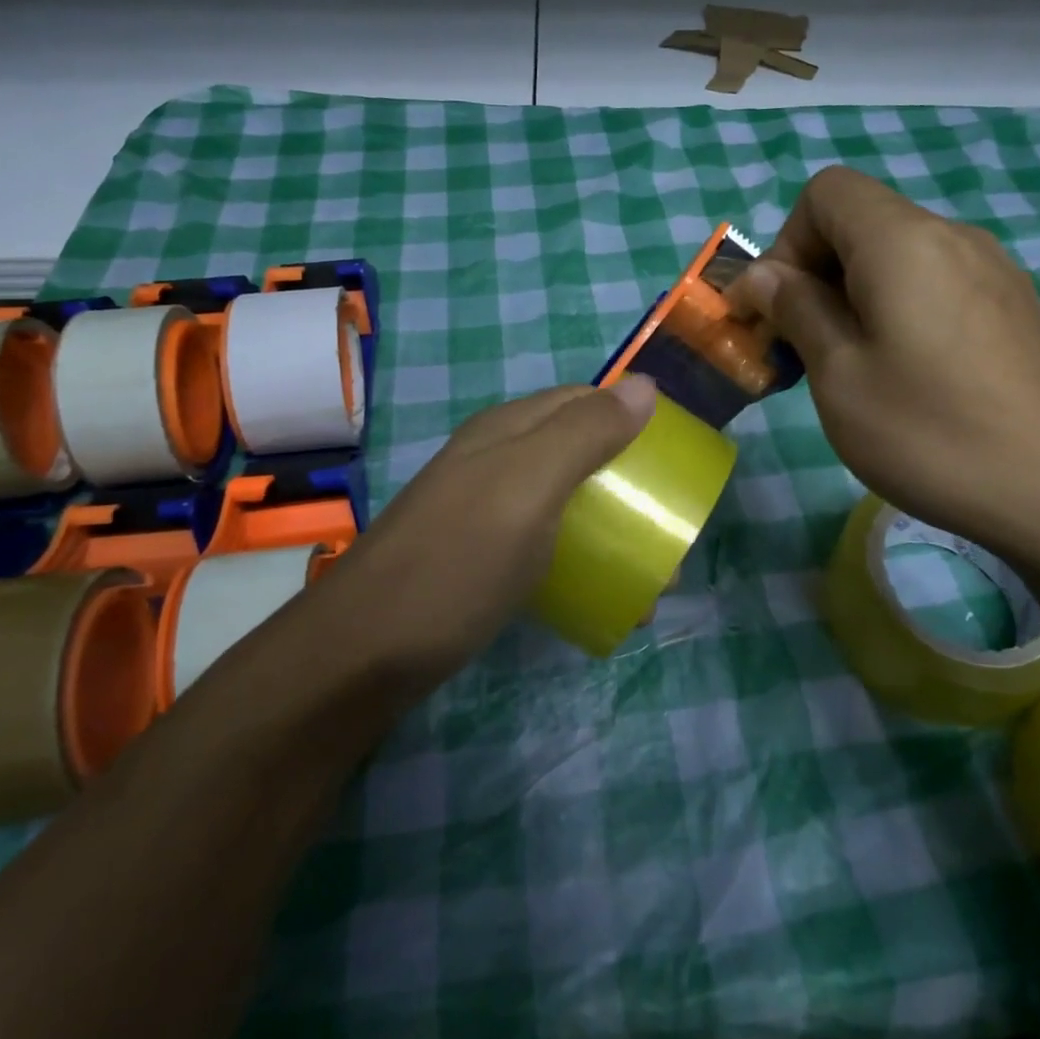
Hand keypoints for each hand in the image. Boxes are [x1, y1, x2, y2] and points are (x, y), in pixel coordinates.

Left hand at [304, 377, 656, 687]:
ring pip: (564, 505)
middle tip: (669, 539)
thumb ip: (584, 433)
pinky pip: (543, 547)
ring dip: (610, 532)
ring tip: (650, 585)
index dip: (633, 420)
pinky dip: (579, 564)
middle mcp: (494, 461)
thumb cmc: (457, 561)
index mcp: (508, 430)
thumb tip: (645, 385)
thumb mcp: (528, 486)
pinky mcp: (476, 559)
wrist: (363, 653)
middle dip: (629, 488)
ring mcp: (482, 512)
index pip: (585, 401)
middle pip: (578, 454)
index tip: (676, 465)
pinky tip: (596, 600)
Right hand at [728, 167, 1039, 562]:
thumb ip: (796, 309)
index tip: (778, 311)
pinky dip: (897, 310)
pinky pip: (936, 284)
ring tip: (849, 367)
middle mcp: (953, 237)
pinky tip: (906, 375)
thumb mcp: (839, 375)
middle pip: (861, 222)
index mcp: (903, 241)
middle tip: (800, 348)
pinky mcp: (1013, 307)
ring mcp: (993, 271)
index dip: (786, 243)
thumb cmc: (930, 433)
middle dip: (813, 274)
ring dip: (853, 297)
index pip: (826, 192)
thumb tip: (763, 275)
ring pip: (898, 257)